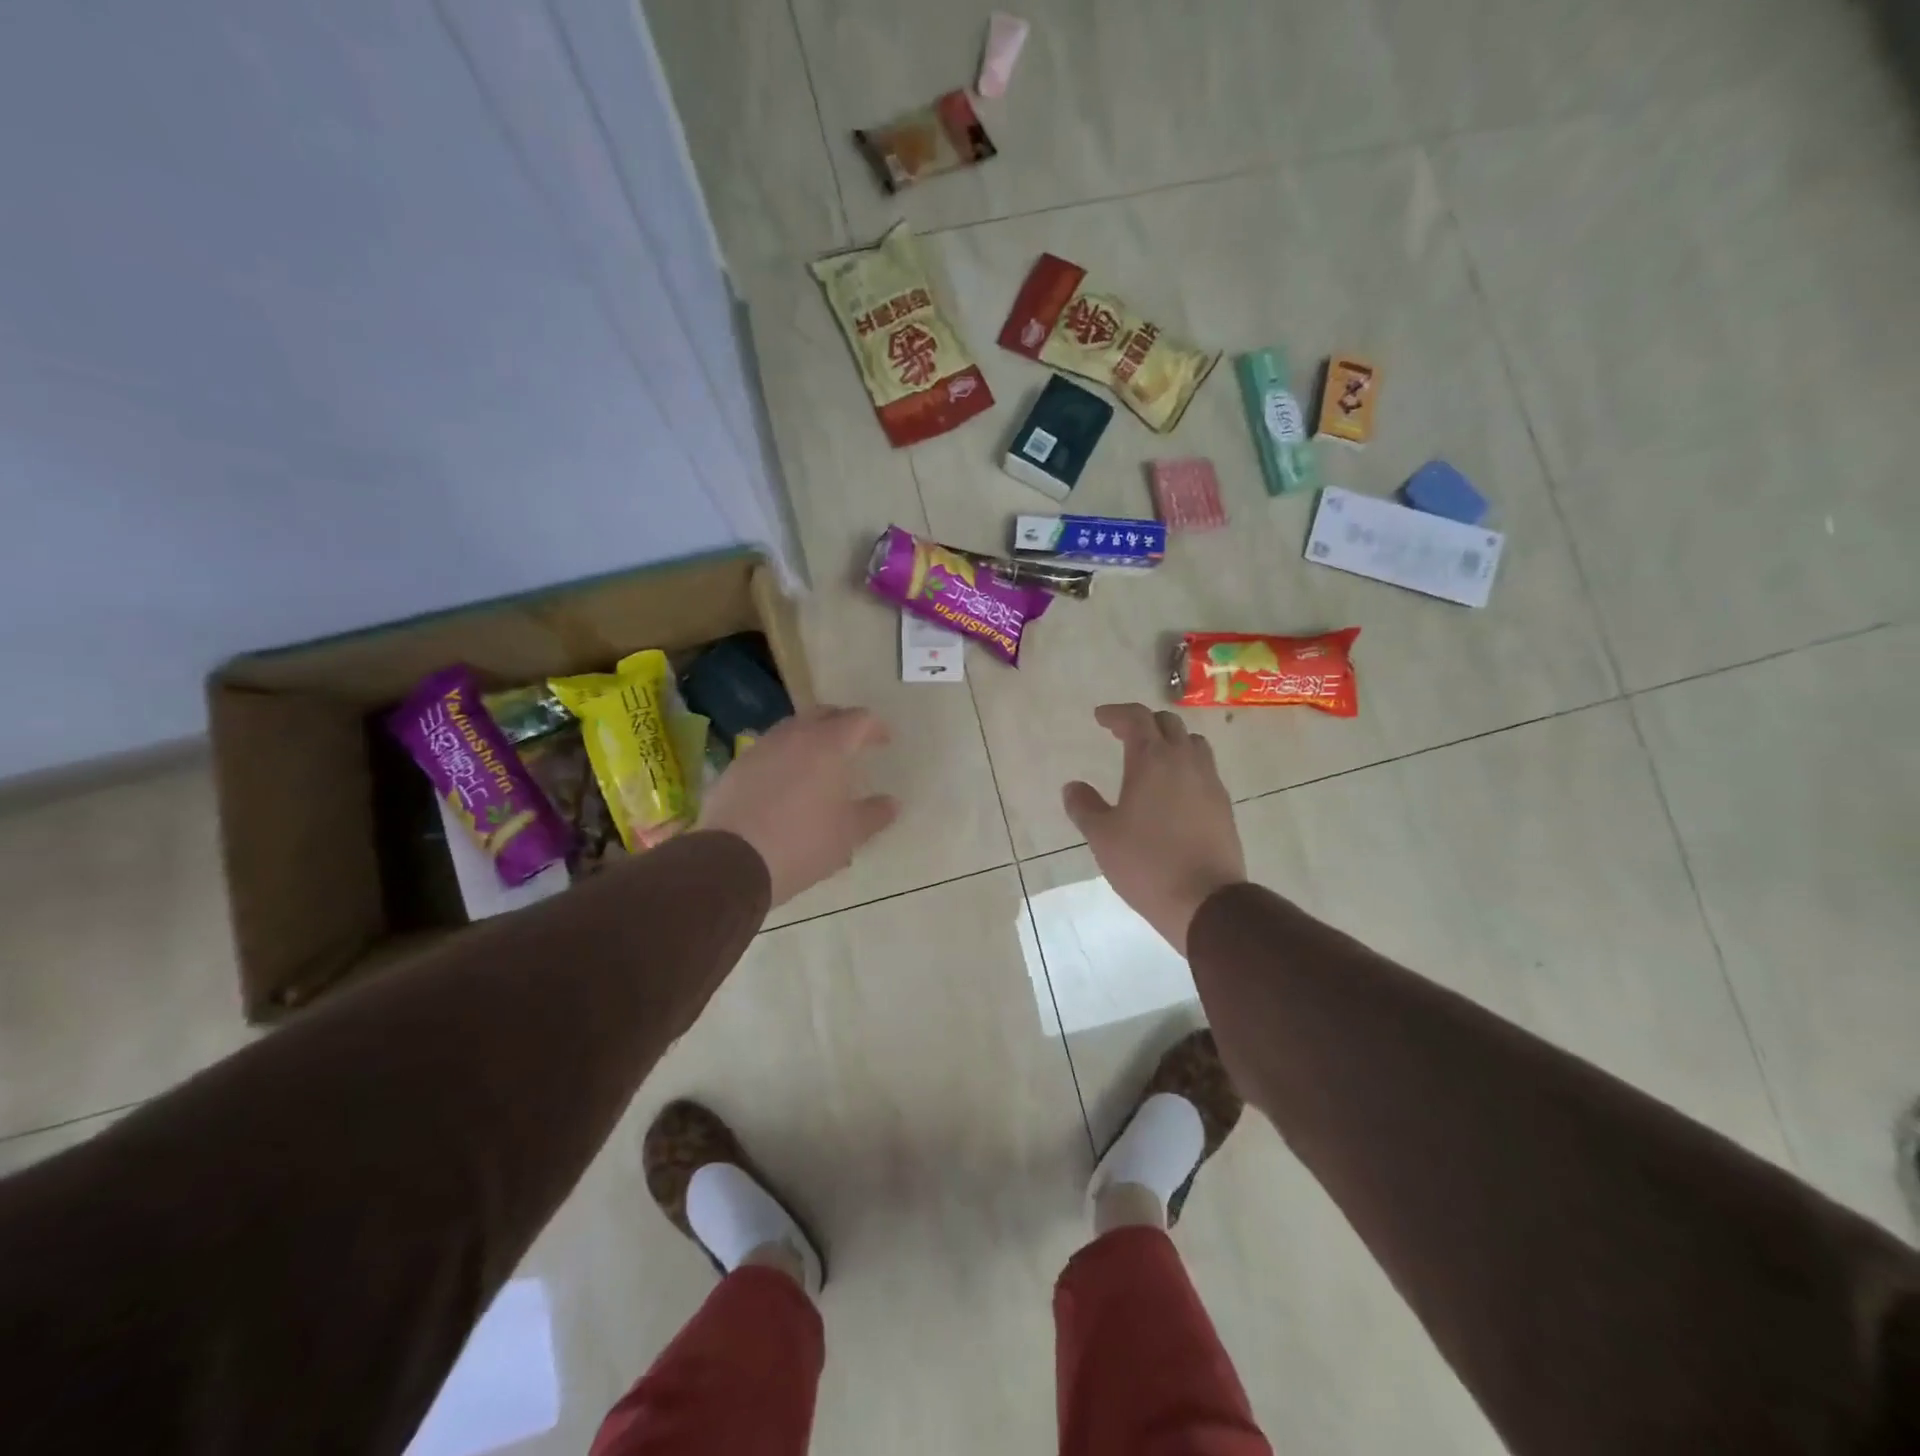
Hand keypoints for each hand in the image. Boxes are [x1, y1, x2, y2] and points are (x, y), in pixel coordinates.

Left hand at [697, 706, 898, 906]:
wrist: (731, 861)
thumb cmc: (802, 843)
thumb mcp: (848, 835)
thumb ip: (874, 814)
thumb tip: (892, 803)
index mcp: (828, 744)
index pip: (858, 720)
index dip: (875, 727)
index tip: (885, 741)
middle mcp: (794, 735)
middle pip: (823, 714)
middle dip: (842, 723)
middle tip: (854, 742)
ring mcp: (761, 748)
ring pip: (792, 729)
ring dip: (811, 738)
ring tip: (820, 762)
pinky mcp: (737, 767)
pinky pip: (769, 750)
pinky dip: (785, 757)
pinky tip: (788, 781)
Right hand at [1063, 704, 1245, 955]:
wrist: (1205, 900)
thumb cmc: (1146, 863)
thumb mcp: (1102, 836)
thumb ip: (1084, 806)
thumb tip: (1072, 787)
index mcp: (1152, 760)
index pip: (1136, 718)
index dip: (1116, 713)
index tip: (1100, 717)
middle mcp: (1185, 761)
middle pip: (1168, 723)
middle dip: (1144, 722)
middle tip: (1123, 735)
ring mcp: (1210, 782)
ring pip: (1193, 743)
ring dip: (1171, 741)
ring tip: (1152, 758)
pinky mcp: (1224, 805)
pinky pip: (1204, 770)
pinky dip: (1186, 766)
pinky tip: (1173, 790)